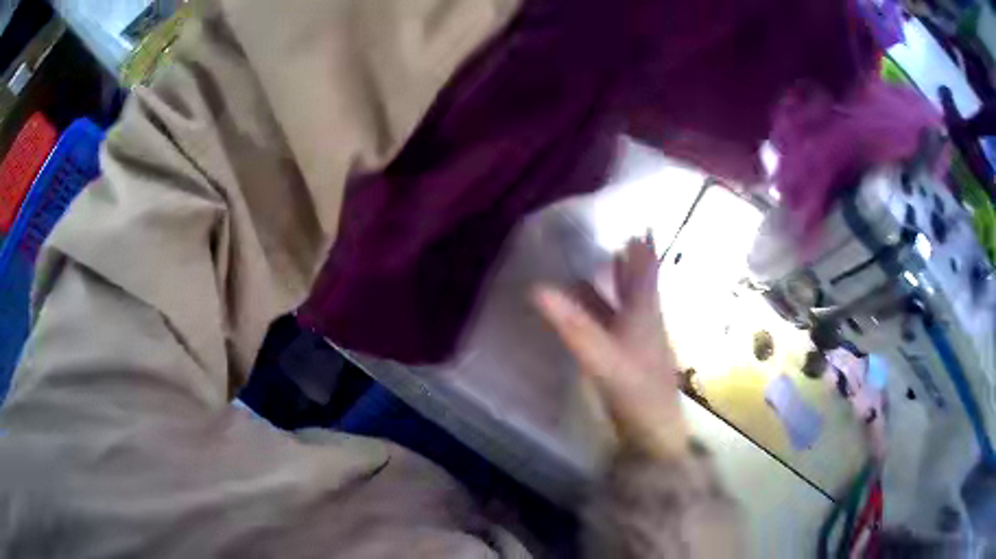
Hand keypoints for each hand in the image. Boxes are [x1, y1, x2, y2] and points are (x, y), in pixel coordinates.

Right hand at [534, 236, 688, 460]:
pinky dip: (612, 311)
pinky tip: (602, 314)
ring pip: (632, 305)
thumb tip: (537, 289)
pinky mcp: (634, 361)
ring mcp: (642, 344)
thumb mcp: (600, 356)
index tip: (643, 228)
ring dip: (623, 284)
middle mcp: (647, 324)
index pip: (646, 275)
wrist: (655, 432)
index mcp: (644, 315)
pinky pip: (622, 325)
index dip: (644, 252)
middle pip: (641, 286)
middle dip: (633, 263)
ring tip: (612, 264)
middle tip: (626, 240)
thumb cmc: (634, 390)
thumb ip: (571, 324)